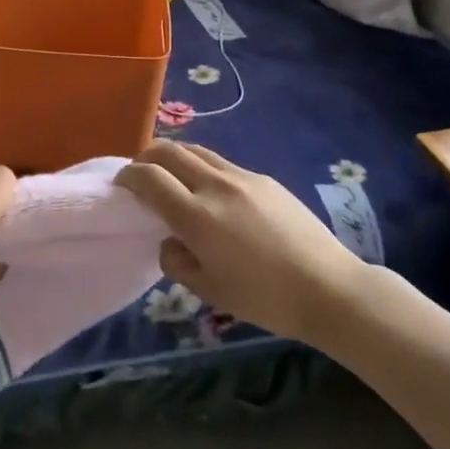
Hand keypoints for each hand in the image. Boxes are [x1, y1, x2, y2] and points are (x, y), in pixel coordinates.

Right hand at [117, 141, 370, 345]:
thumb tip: (169, 240)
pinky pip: (221, 163)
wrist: (328, 287)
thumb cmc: (265, 298)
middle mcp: (215, 186)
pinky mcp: (263, 178)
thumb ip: (177, 261)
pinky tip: (209, 191)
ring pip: (196, 150)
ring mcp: (241, 177)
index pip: (150, 178)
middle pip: (169, 151)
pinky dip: (201, 167)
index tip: (121, 184)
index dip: (128, 176)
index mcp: (197, 216)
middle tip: (139, 172)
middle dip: (146, 156)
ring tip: (170, 174)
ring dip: (174, 156)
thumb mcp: (210, 291)